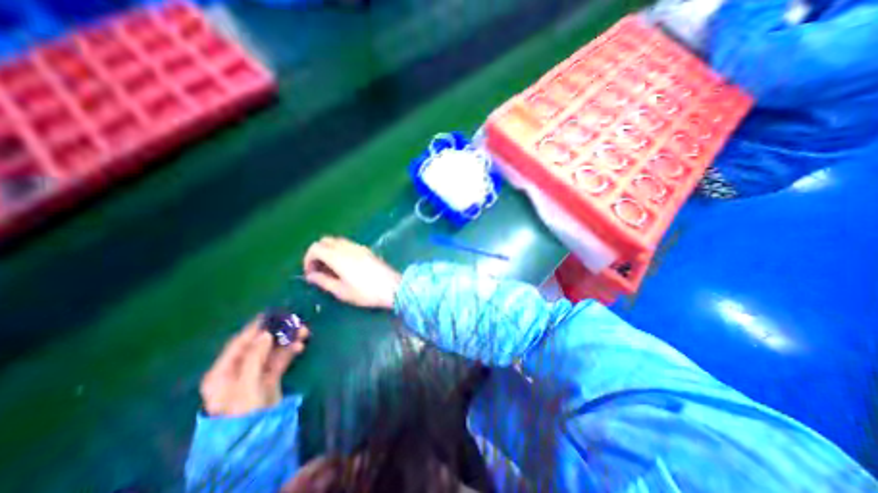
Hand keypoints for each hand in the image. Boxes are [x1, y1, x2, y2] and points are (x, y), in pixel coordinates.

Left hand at [199, 315, 310, 416]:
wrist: (255, 435)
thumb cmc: (244, 409)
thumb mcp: (247, 383)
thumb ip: (255, 357)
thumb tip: (265, 333)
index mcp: (223, 371)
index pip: (239, 343)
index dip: (255, 328)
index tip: (271, 315)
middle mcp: (238, 370)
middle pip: (259, 345)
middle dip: (277, 333)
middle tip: (294, 322)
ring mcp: (255, 373)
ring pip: (272, 351)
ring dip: (287, 340)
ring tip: (303, 331)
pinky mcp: (269, 378)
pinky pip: (280, 360)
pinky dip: (290, 351)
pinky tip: (300, 345)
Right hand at [301, 237, 399, 309]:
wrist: (393, 287)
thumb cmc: (366, 292)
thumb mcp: (341, 292)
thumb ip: (323, 281)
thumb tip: (311, 276)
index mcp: (338, 256)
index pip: (315, 248)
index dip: (308, 259)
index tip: (311, 274)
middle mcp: (347, 247)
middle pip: (325, 241)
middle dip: (317, 253)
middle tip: (319, 270)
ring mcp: (359, 247)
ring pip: (337, 241)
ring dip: (329, 251)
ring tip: (332, 269)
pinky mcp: (367, 250)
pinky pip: (348, 245)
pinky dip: (340, 251)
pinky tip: (346, 266)